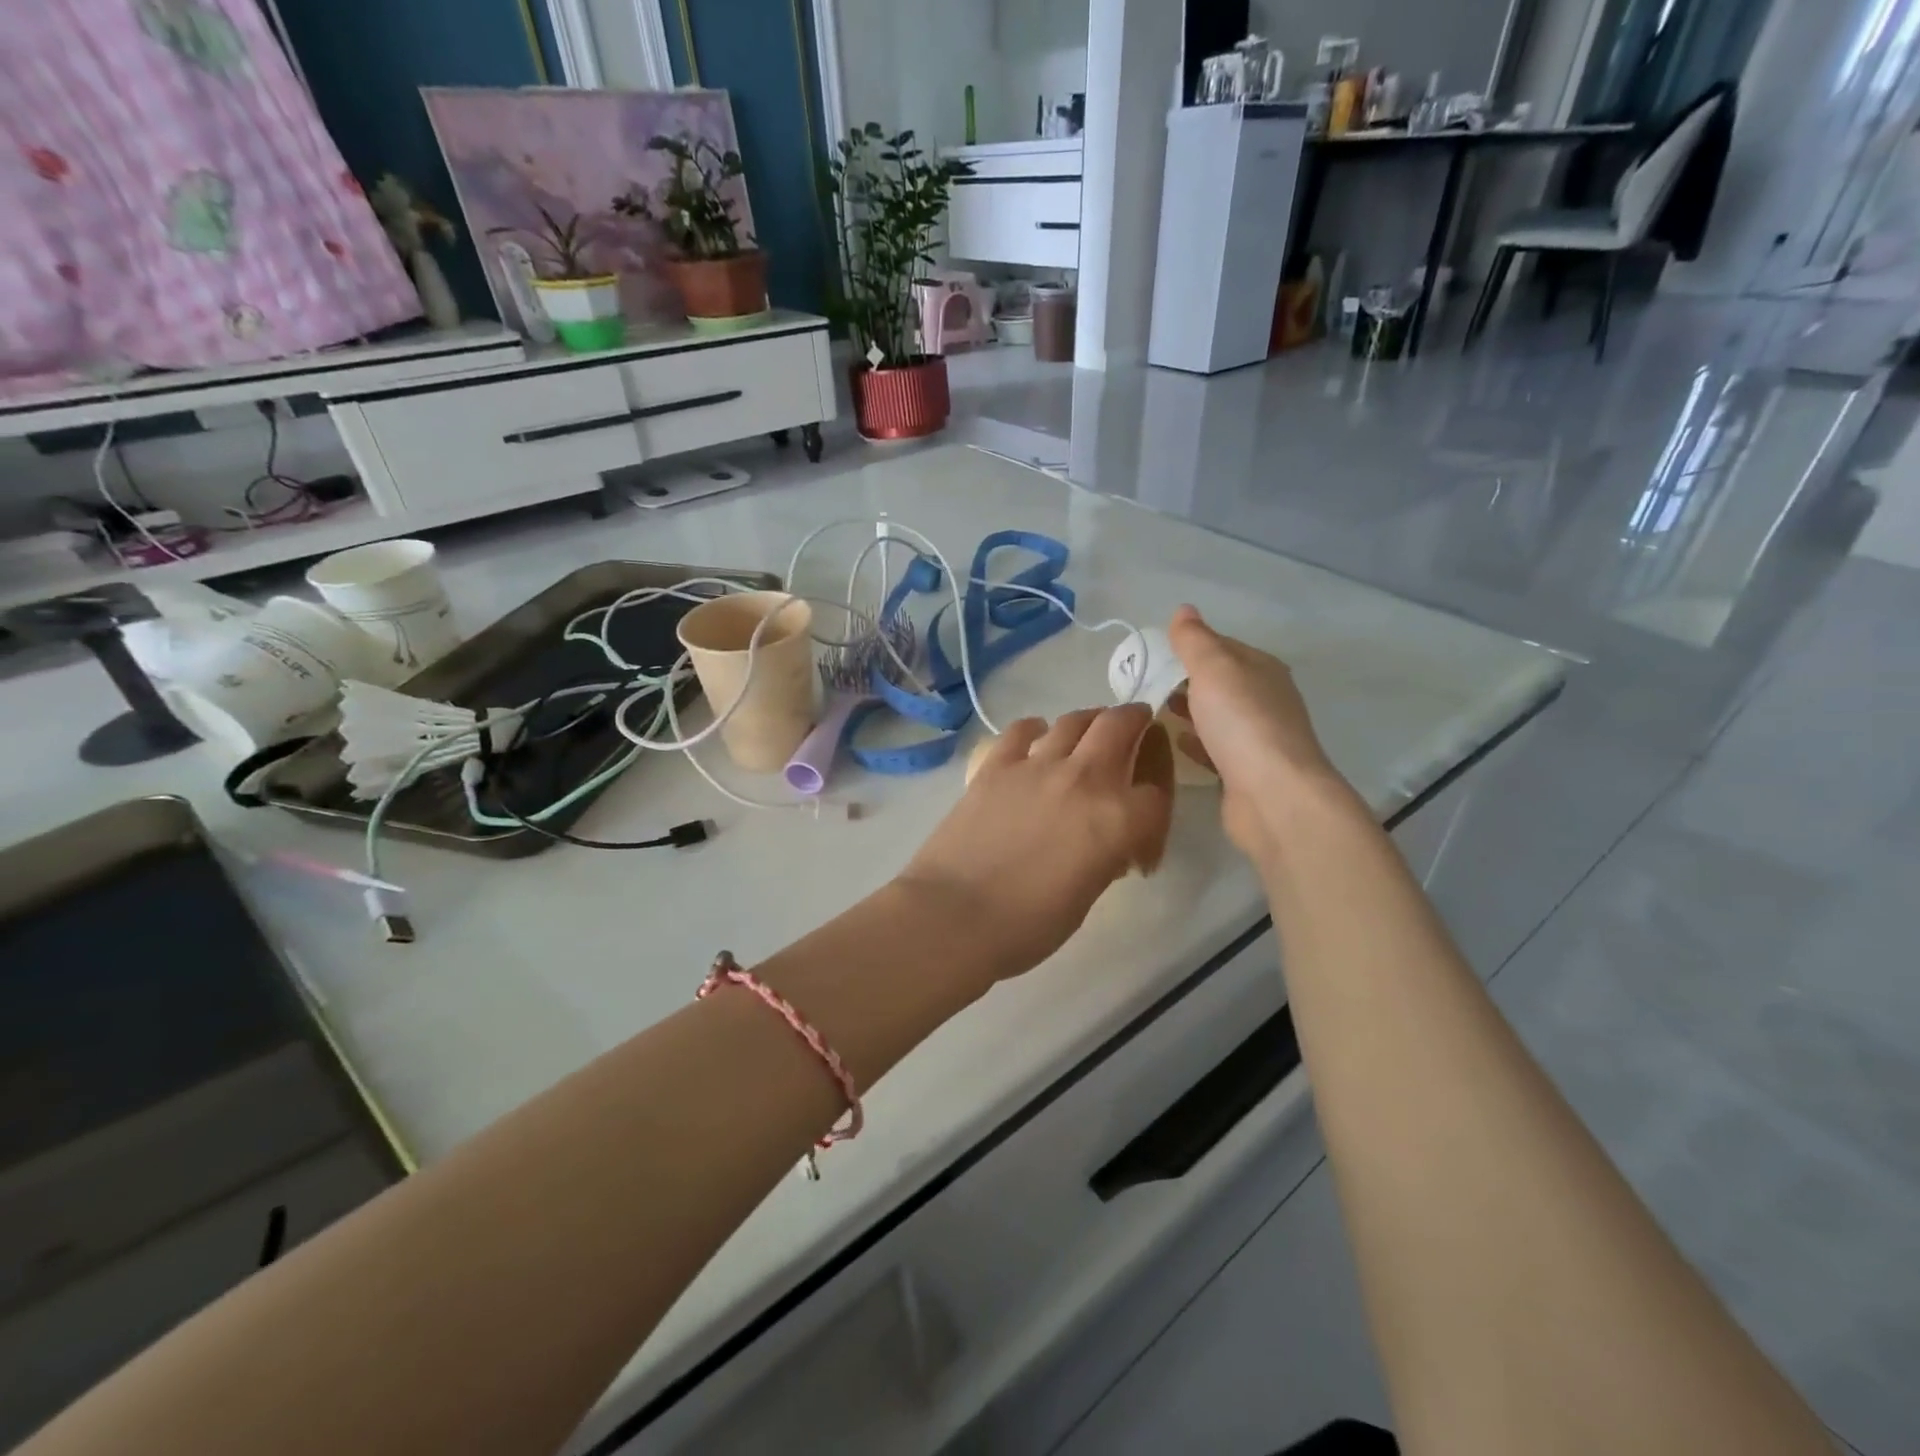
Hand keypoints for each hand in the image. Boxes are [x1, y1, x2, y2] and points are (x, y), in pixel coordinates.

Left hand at [898, 705, 1172, 980]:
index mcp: (1117, 819)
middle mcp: (1084, 779)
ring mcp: (1036, 766)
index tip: (1143, 832)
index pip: (1156, 793)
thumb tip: (1106, 843)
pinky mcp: (995, 765)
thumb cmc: (1027, 925)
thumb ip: (1105, 856)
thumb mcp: (1087, 895)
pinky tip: (1035, 740)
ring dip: (1089, 722)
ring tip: (1089, 732)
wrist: (954, 916)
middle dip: (1135, 721)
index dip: (1157, 810)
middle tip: (1136, 727)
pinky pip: (1022, 730)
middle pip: (1121, 725)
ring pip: (1074, 720)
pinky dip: (1036, 730)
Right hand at [1165, 605, 1355, 858]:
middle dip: (1186, 679)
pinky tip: (1175, 741)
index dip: (1190, 646)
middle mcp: (1265, 699)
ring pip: (1217, 715)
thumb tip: (1184, 609)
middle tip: (1144, 682)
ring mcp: (1258, 738)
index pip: (1222, 647)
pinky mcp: (1246, 771)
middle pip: (1220, 682)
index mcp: (1262, 669)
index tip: (1153, 653)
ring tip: (1153, 709)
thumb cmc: (1243, 722)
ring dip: (1190, 709)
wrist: (1273, 795)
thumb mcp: (1214, 669)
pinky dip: (1196, 740)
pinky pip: (1215, 747)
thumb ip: (1195, 640)